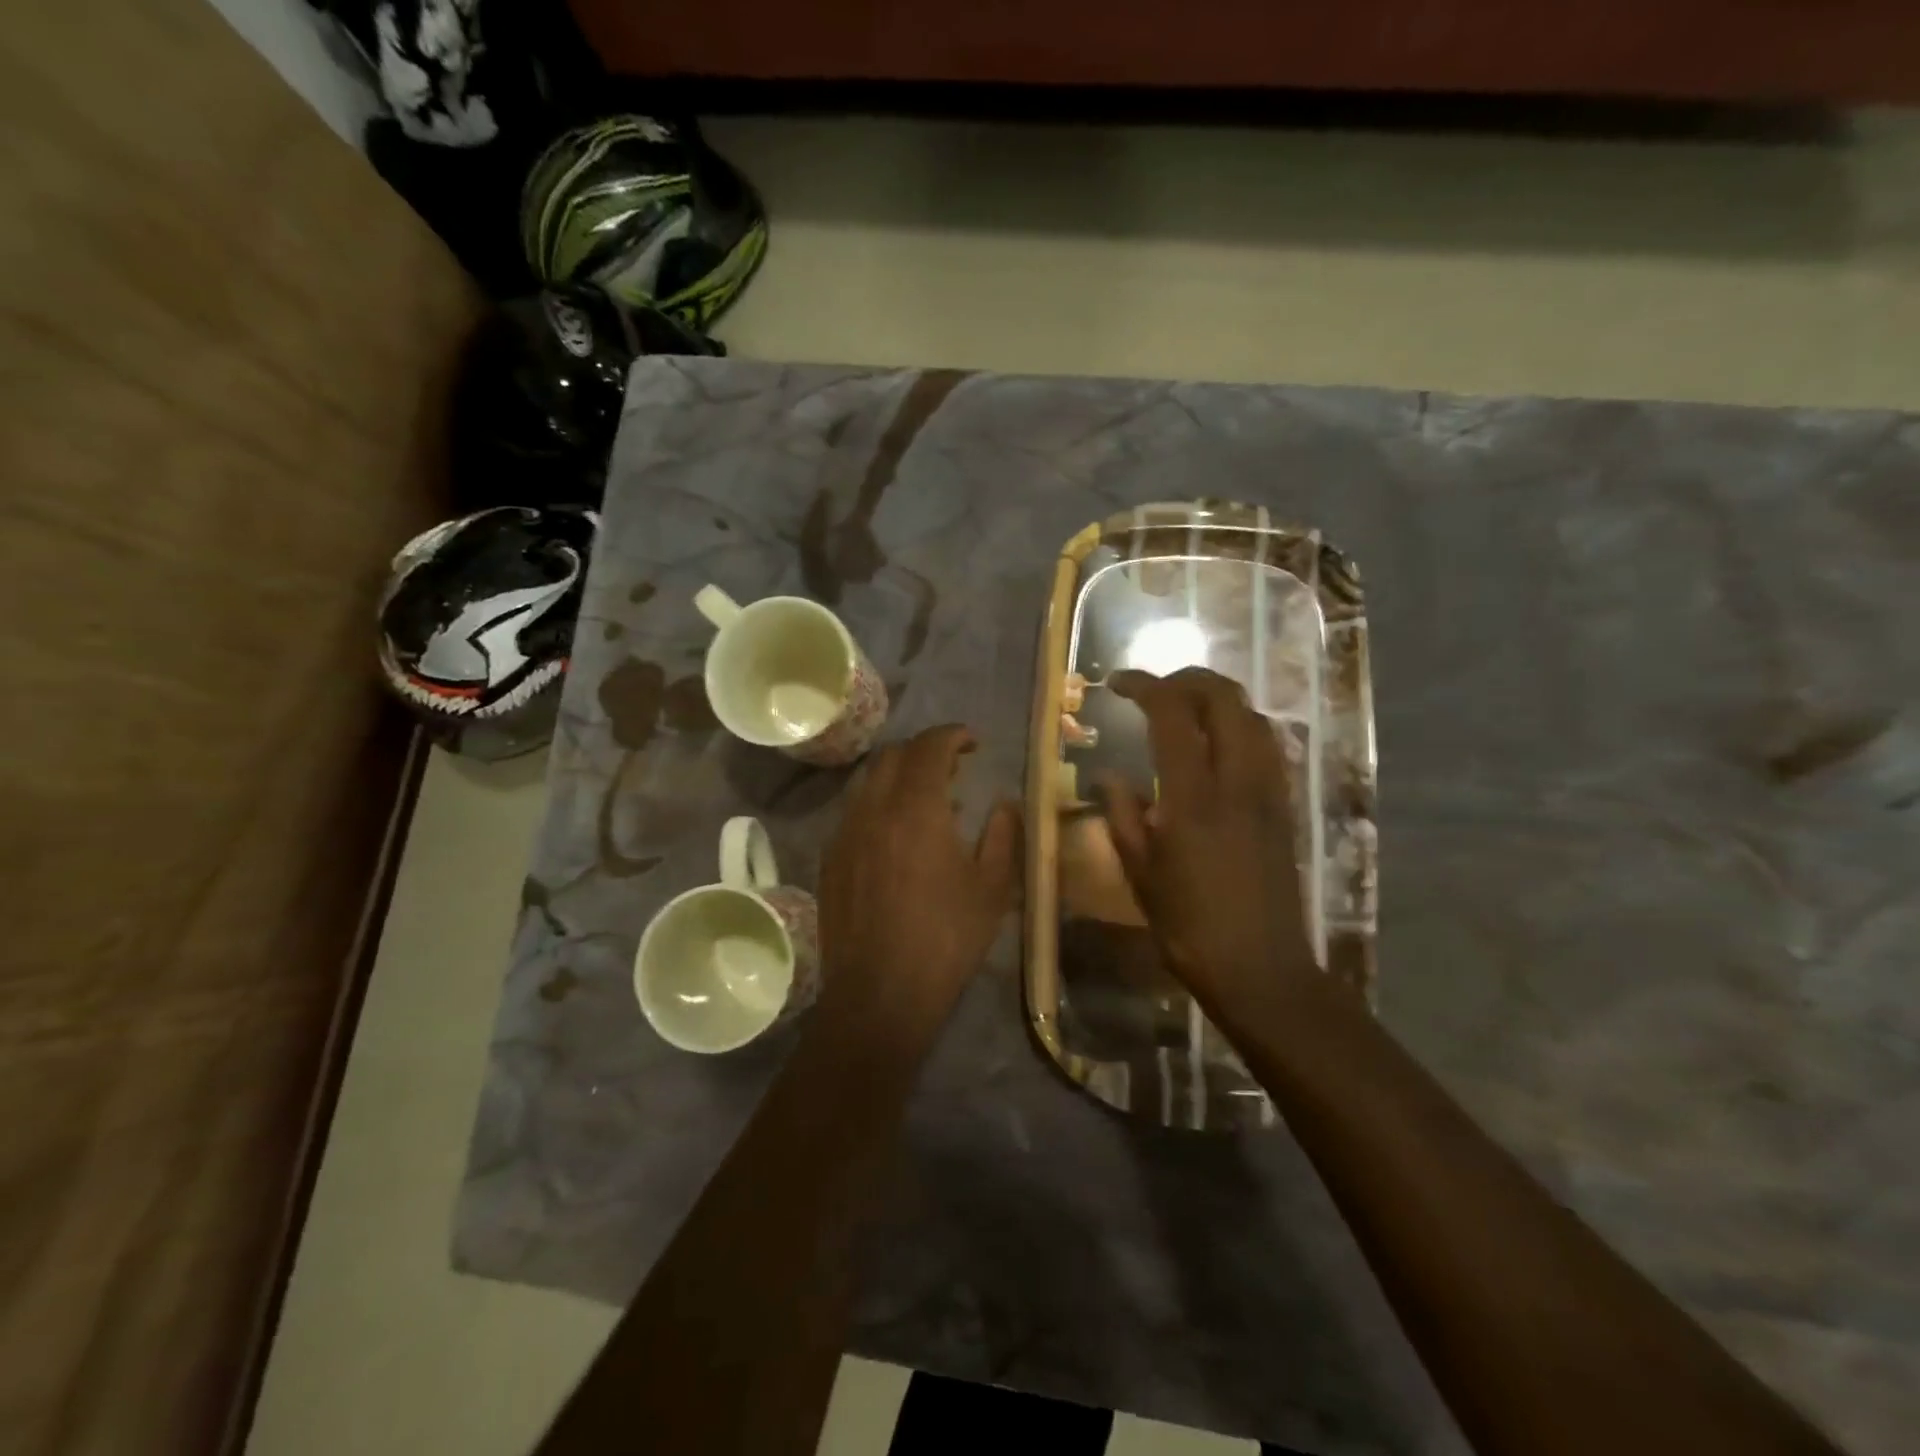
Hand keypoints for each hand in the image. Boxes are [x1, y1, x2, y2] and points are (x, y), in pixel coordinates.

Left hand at [817, 725, 1019, 1051]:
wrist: (879, 994)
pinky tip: (895, 835)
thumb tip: (1003, 803)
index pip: (929, 746)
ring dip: (898, 776)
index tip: (972, 742)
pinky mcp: (830, 859)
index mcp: (916, 808)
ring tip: (925, 799)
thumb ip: (1002, 835)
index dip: (952, 735)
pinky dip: (878, 804)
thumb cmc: (945, 939)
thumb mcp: (992, 889)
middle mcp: (874, 808)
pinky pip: (853, 811)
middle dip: (924, 750)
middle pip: (893, 755)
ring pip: (868, 781)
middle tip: (952, 768)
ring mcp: (845, 833)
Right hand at [1103, 668, 1322, 1036]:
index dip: (1144, 686)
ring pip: (1252, 716)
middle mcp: (1238, 781)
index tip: (1117, 684)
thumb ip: (1123, 815)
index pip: (1173, 713)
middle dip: (1186, 680)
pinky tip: (1217, 746)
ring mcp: (1269, 791)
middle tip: (1154, 691)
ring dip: (1217, 699)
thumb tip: (1110, 776)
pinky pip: (1267, 745)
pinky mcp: (1285, 807)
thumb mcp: (1141, 874)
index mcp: (1194, 797)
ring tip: (1185, 711)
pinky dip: (1240, 726)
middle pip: (1224, 698)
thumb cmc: (1189, 927)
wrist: (1261, 969)